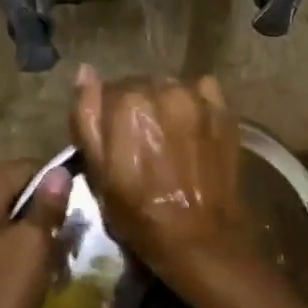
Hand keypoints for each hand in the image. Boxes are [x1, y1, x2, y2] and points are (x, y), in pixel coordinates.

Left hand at [0, 159, 71, 307]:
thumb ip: (47, 205)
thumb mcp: (33, 247)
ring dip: (24, 230)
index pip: (22, 167)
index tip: (75, 209)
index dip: (53, 182)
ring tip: (48, 256)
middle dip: (38, 208)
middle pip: (8, 191)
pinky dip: (6, 248)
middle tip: (65, 236)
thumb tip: (58, 171)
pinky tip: (22, 273)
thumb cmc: (1, 296)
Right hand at [70, 65, 252, 288]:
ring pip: (169, 88)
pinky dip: (194, 103)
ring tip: (168, 139)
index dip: (108, 117)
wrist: (198, 236)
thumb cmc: (139, 213)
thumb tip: (85, 71)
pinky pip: (201, 91)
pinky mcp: (223, 110)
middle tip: (142, 145)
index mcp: (126, 104)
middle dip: (137, 109)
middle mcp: (162, 90)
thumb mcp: (98, 172)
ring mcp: (196, 98)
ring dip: (165, 105)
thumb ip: (87, 116)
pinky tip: (192, 130)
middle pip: (140, 86)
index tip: (115, 142)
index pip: (107, 91)